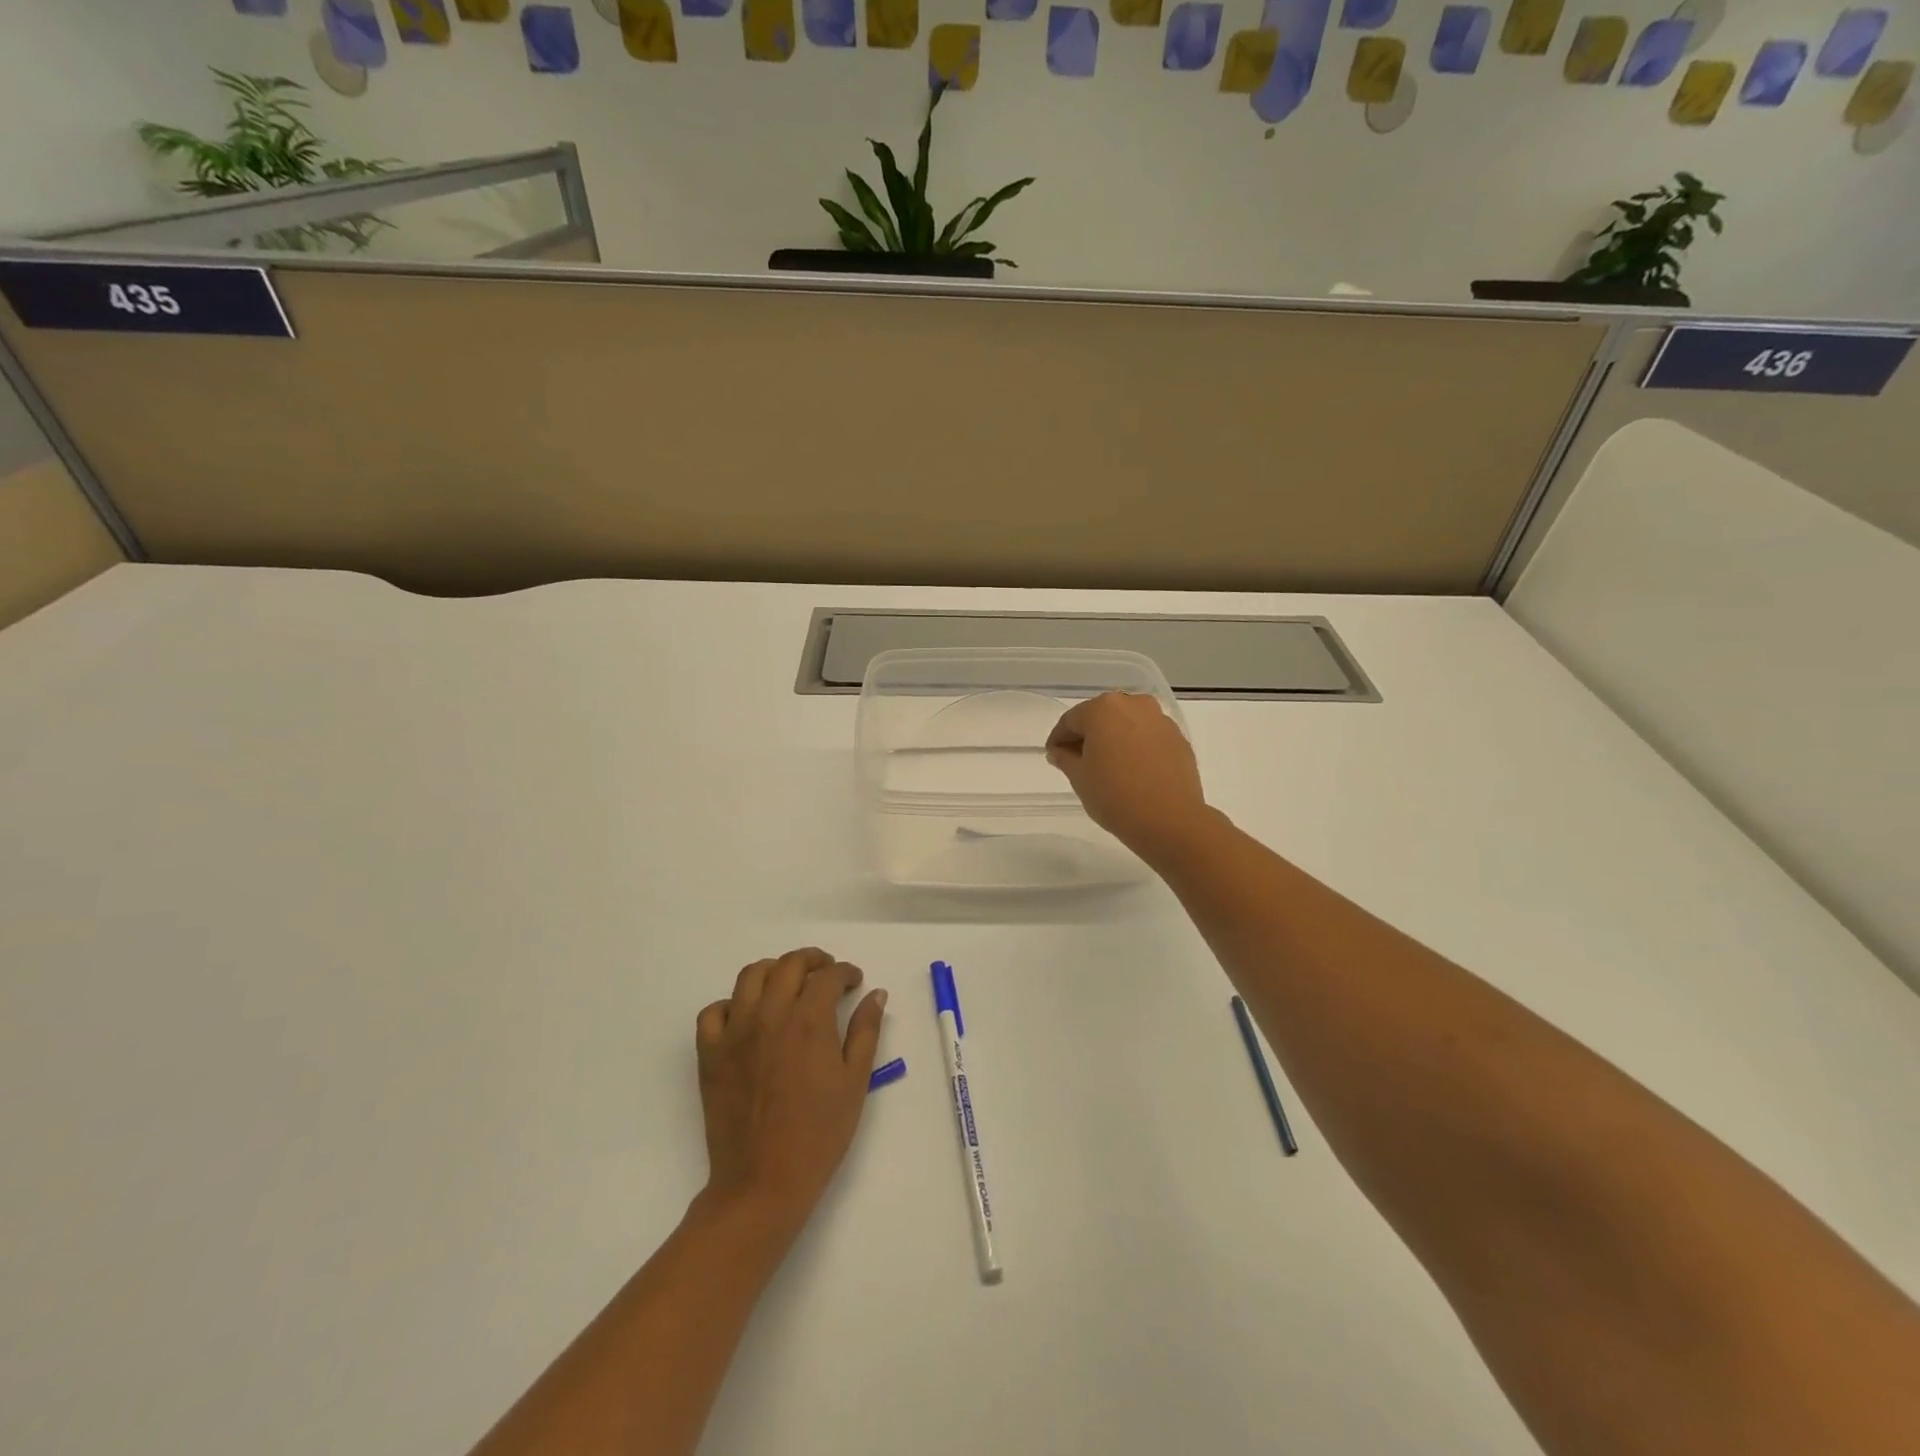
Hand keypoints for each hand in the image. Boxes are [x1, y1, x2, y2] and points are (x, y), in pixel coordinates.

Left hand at [694, 948, 886, 1236]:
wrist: (763, 1182)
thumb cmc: (819, 1134)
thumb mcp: (856, 1082)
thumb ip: (866, 1031)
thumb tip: (875, 994)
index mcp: (809, 1020)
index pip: (829, 976)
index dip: (846, 972)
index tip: (854, 982)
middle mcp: (770, 1014)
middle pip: (790, 964)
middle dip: (813, 960)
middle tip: (826, 973)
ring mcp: (735, 1031)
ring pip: (751, 975)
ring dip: (774, 971)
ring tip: (788, 984)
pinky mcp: (710, 1053)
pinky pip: (713, 1012)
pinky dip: (731, 1005)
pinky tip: (747, 1017)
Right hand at [1045, 692, 1208, 856]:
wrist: (1170, 820)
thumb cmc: (1115, 795)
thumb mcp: (1079, 777)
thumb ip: (1065, 758)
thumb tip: (1060, 751)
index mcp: (1104, 709)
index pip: (1071, 720)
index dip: (1058, 739)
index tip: (1054, 757)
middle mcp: (1134, 705)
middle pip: (1101, 717)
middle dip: (1088, 736)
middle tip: (1078, 763)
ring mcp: (1160, 720)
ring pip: (1127, 725)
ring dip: (1114, 740)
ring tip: (1107, 768)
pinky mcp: (1179, 739)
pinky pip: (1148, 738)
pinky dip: (1137, 748)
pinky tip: (1133, 772)